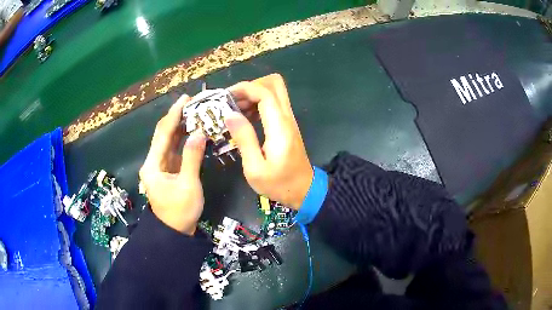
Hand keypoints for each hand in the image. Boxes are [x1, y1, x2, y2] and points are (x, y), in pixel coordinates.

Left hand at [139, 95, 206, 234]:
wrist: (174, 232)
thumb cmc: (180, 211)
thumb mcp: (188, 185)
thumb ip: (192, 158)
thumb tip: (199, 133)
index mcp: (152, 165)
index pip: (162, 134)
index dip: (173, 115)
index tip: (185, 99)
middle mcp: (153, 162)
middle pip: (163, 135)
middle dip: (176, 117)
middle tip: (192, 102)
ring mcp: (160, 167)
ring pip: (169, 141)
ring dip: (180, 126)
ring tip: (193, 111)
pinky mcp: (168, 171)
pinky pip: (174, 150)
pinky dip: (183, 139)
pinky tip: (192, 130)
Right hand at [224, 74, 312, 209]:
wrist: (305, 191)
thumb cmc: (279, 184)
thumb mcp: (255, 168)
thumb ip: (244, 139)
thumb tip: (230, 114)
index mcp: (279, 127)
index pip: (265, 93)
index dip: (244, 89)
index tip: (225, 96)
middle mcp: (286, 118)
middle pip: (274, 83)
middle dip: (251, 86)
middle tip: (232, 100)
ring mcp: (289, 120)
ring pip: (274, 91)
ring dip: (253, 94)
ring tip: (233, 109)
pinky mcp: (287, 125)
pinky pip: (273, 104)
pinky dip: (258, 103)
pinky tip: (244, 117)